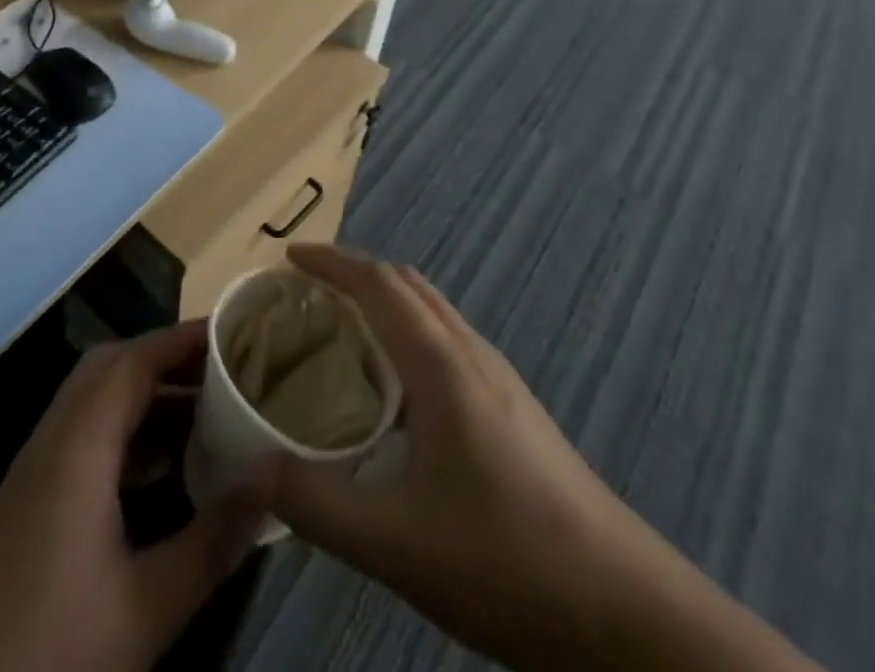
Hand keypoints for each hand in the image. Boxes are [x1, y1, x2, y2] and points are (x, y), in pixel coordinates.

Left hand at [0, 321, 266, 671]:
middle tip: (219, 370)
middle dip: (164, 358)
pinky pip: (80, 434)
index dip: (181, 340)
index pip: (133, 361)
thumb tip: (270, 480)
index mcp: (79, 446)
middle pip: (109, 367)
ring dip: (142, 394)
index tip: (231, 334)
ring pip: (92, 399)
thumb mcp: (145, 607)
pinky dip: (122, 429)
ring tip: (201, 411)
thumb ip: (212, 541)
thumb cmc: (51, 649)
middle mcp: (53, 439)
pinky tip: (157, 469)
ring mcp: (33, 467)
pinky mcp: (26, 496)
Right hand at [267, 243, 818, 671]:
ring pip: (431, 310)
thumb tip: (246, 471)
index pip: (376, 283)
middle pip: (405, 284)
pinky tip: (395, 389)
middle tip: (305, 293)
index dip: (330, 261)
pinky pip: (446, 340)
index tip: (287, 258)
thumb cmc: (507, 562)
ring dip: (383, 300)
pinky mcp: (514, 409)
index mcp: (439, 364)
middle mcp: (470, 354)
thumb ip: (313, 501)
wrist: (628, 615)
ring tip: (341, 331)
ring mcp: (499, 380)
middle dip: (352, 272)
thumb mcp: (395, 542)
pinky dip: (406, 332)